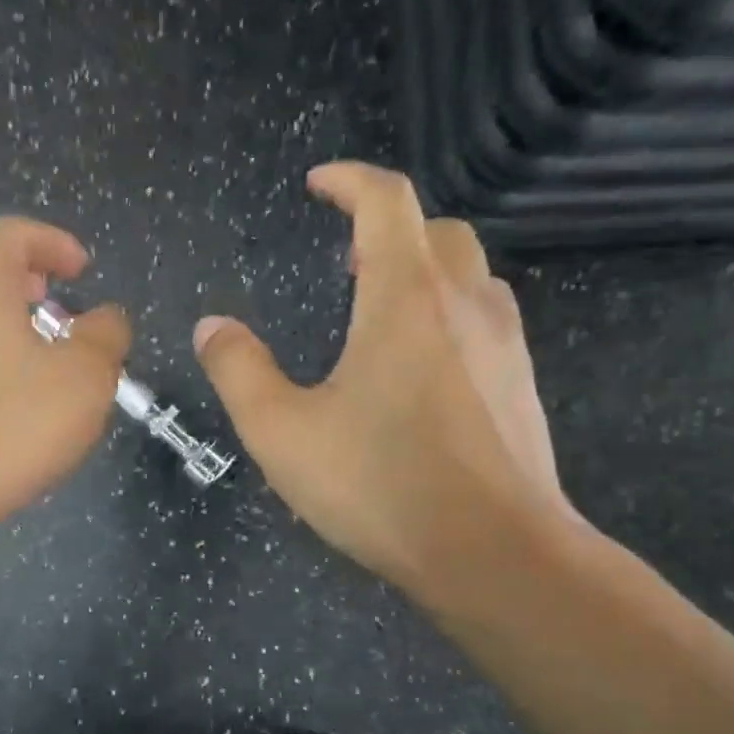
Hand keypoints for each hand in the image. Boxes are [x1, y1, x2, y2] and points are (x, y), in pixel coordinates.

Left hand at [0, 217, 131, 539]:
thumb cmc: (3, 428)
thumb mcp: (83, 382)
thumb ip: (105, 338)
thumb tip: (106, 318)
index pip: (15, 233)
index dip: (54, 243)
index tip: (82, 270)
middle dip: (28, 287)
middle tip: (60, 318)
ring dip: (3, 330)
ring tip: (37, 370)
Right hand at [194, 162, 576, 614]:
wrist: (494, 553)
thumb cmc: (380, 485)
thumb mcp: (281, 433)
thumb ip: (239, 372)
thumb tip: (213, 327)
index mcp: (404, 299)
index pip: (387, 200)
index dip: (350, 180)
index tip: (318, 184)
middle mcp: (464, 305)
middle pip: (436, 230)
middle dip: (388, 226)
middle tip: (345, 258)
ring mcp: (504, 345)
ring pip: (469, 274)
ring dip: (423, 270)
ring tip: (379, 309)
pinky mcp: (520, 386)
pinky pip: (485, 320)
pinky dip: (448, 314)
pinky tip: (420, 369)